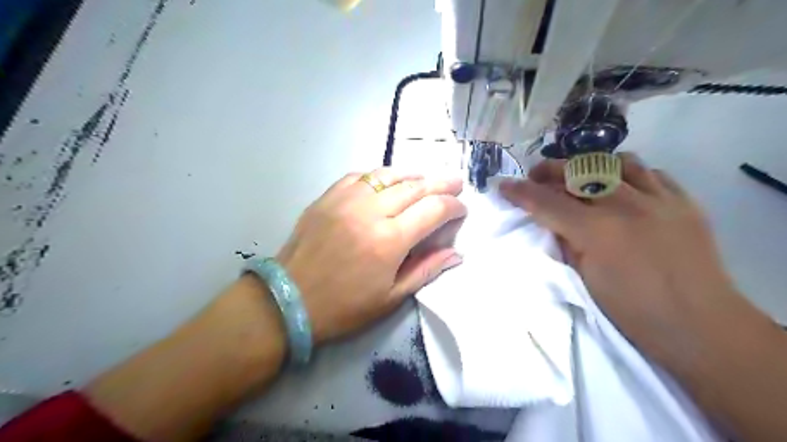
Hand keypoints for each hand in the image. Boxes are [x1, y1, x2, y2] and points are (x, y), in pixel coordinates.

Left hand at [274, 167, 461, 341]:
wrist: (290, 300)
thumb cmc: (344, 306)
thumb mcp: (391, 297)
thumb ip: (426, 270)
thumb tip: (456, 253)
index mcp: (390, 240)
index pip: (433, 210)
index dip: (453, 206)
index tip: (461, 209)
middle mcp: (371, 212)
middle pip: (415, 187)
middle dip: (441, 183)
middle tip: (456, 182)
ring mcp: (346, 200)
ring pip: (388, 175)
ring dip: (412, 175)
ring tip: (426, 179)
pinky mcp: (328, 197)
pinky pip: (360, 176)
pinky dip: (379, 176)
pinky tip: (387, 182)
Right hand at [500, 155, 741, 351]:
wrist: (699, 325)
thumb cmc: (632, 310)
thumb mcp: (584, 278)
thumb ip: (565, 242)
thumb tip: (553, 222)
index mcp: (596, 231)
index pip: (547, 202)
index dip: (520, 192)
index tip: (503, 185)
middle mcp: (626, 205)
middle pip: (578, 171)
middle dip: (549, 170)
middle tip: (536, 177)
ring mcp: (659, 199)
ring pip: (616, 162)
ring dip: (590, 166)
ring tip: (580, 178)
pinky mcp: (683, 202)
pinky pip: (651, 173)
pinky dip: (628, 175)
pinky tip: (621, 188)